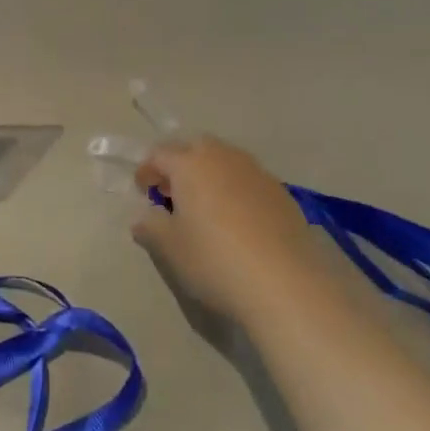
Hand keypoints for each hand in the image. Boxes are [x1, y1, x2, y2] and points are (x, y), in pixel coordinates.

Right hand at [132, 136, 333, 322]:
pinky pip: (248, 179)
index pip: (159, 154)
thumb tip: (144, 217)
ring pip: (225, 160)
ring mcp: (257, 172)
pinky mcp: (282, 192)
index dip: (146, 171)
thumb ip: (150, 226)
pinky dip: (235, 189)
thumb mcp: (170, 248)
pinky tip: (237, 221)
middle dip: (180, 164)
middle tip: (173, 194)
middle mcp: (224, 158)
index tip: (143, 193)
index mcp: (190, 165)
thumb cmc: (215, 260)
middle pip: (196, 147)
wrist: (286, 283)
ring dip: (209, 174)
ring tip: (205, 207)